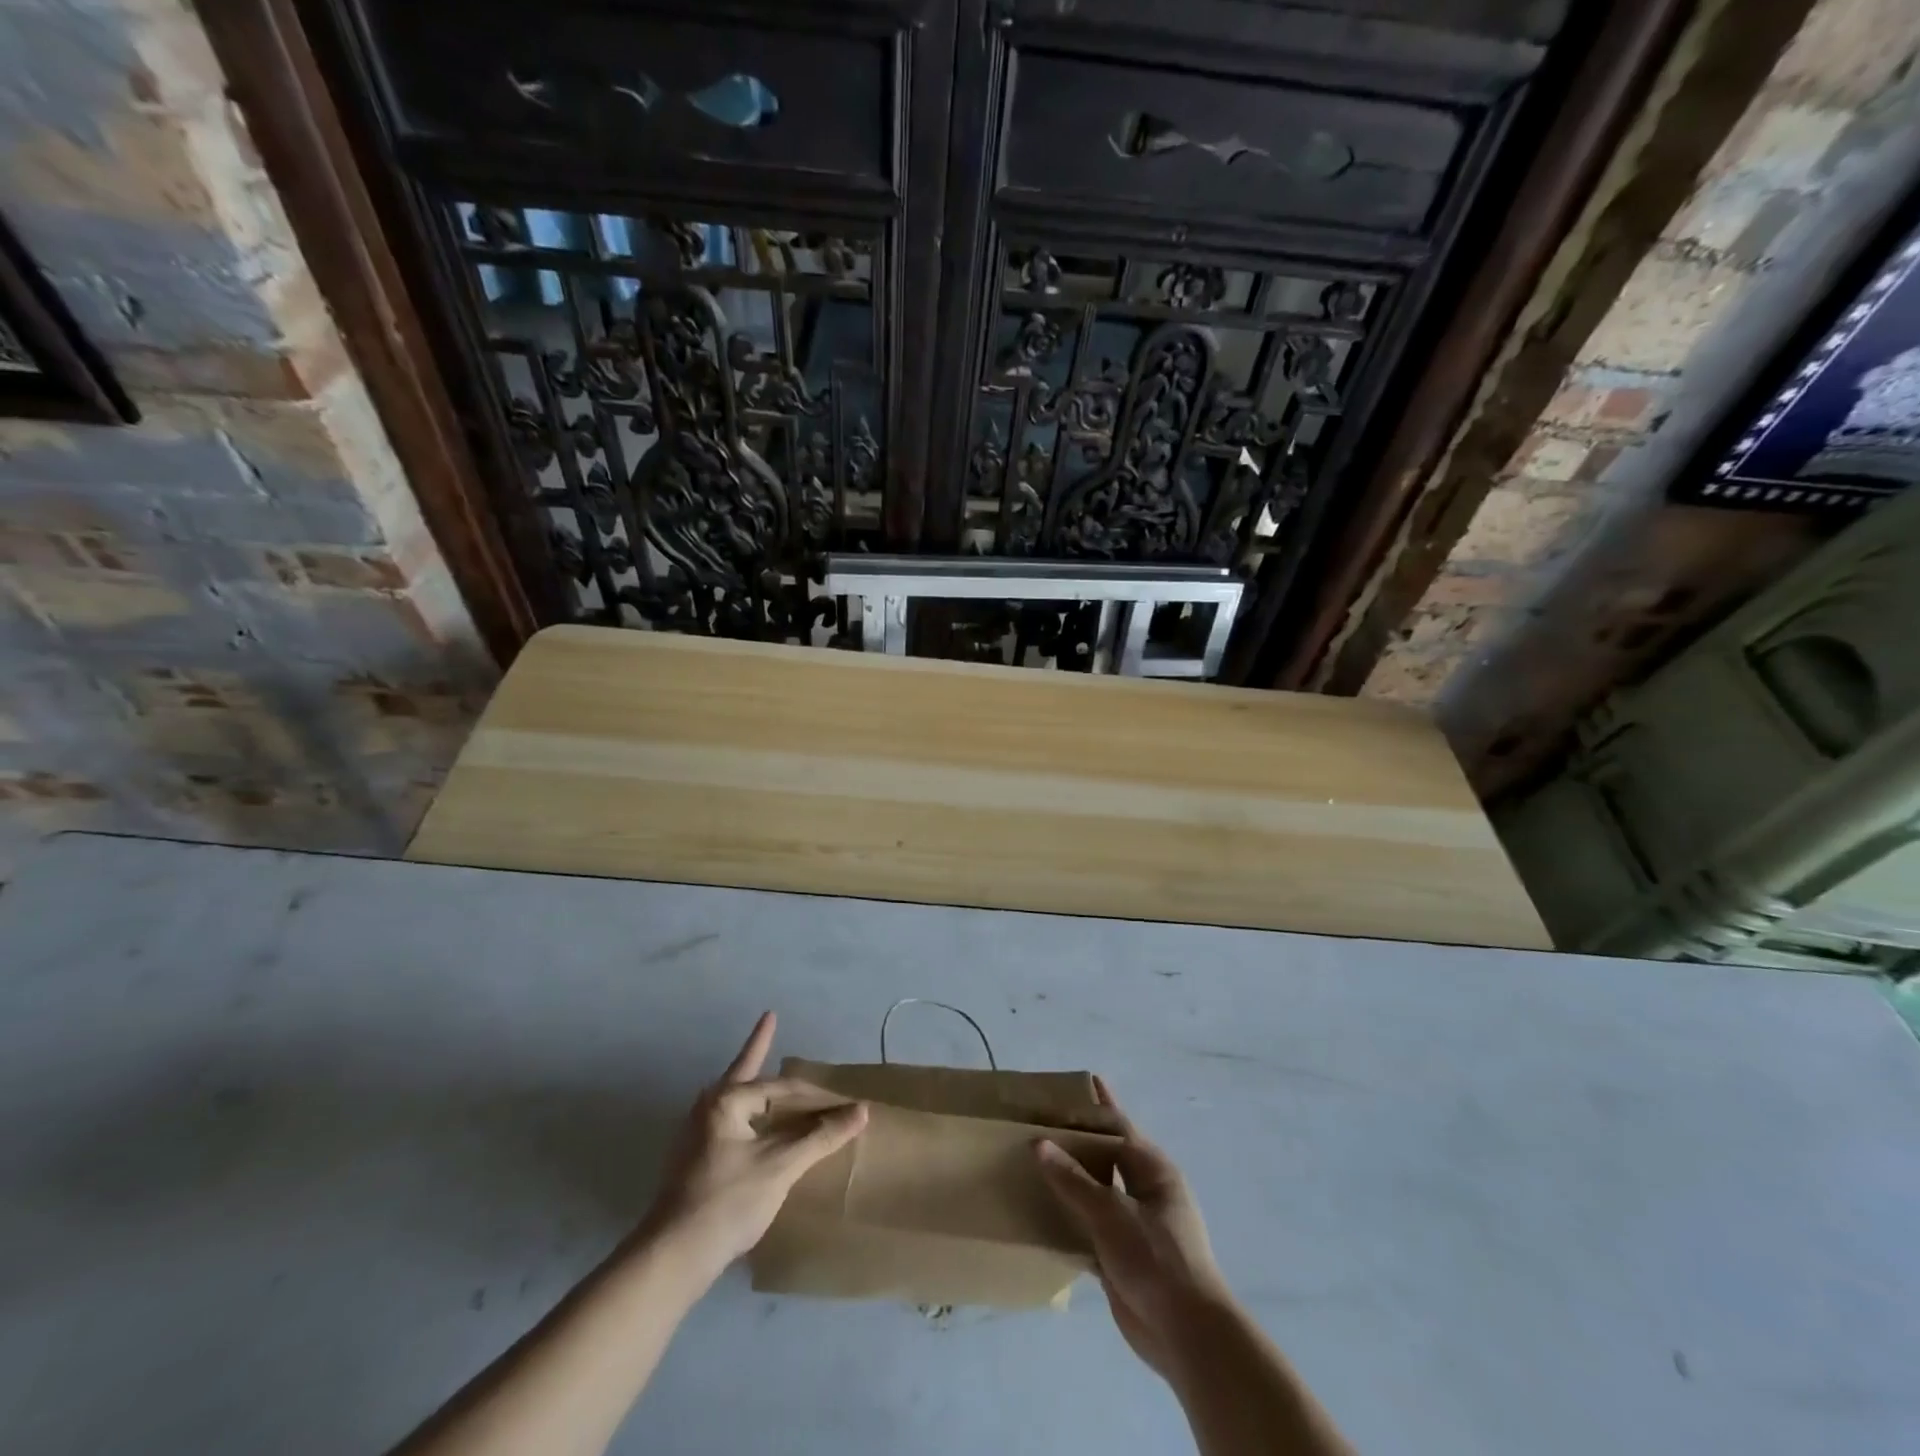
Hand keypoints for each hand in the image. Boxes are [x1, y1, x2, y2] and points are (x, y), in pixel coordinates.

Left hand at [637, 1012, 867, 1282]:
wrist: (672, 1258)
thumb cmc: (728, 1201)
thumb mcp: (781, 1166)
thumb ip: (821, 1137)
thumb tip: (861, 1111)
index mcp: (726, 1101)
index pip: (780, 1087)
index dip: (814, 1095)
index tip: (841, 1098)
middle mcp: (707, 1108)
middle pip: (744, 1073)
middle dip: (758, 1048)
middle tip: (769, 1020)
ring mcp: (696, 1135)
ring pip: (735, 1098)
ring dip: (753, 1082)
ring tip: (761, 1063)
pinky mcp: (693, 1161)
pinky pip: (729, 1122)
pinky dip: (748, 1113)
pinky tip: (753, 1123)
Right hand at [1036, 1077, 1229, 1380]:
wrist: (1186, 1335)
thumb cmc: (1156, 1259)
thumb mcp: (1111, 1214)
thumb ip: (1073, 1179)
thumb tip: (1039, 1143)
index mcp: (1153, 1169)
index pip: (1117, 1126)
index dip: (1092, 1107)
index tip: (1064, 1088)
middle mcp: (1144, 1190)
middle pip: (1104, 1155)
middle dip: (1076, 1139)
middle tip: (1039, 1119)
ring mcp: (1132, 1223)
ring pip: (1094, 1190)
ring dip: (1068, 1177)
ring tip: (1032, 1157)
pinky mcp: (1119, 1254)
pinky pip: (1087, 1224)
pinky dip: (1066, 1215)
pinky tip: (1038, 1207)